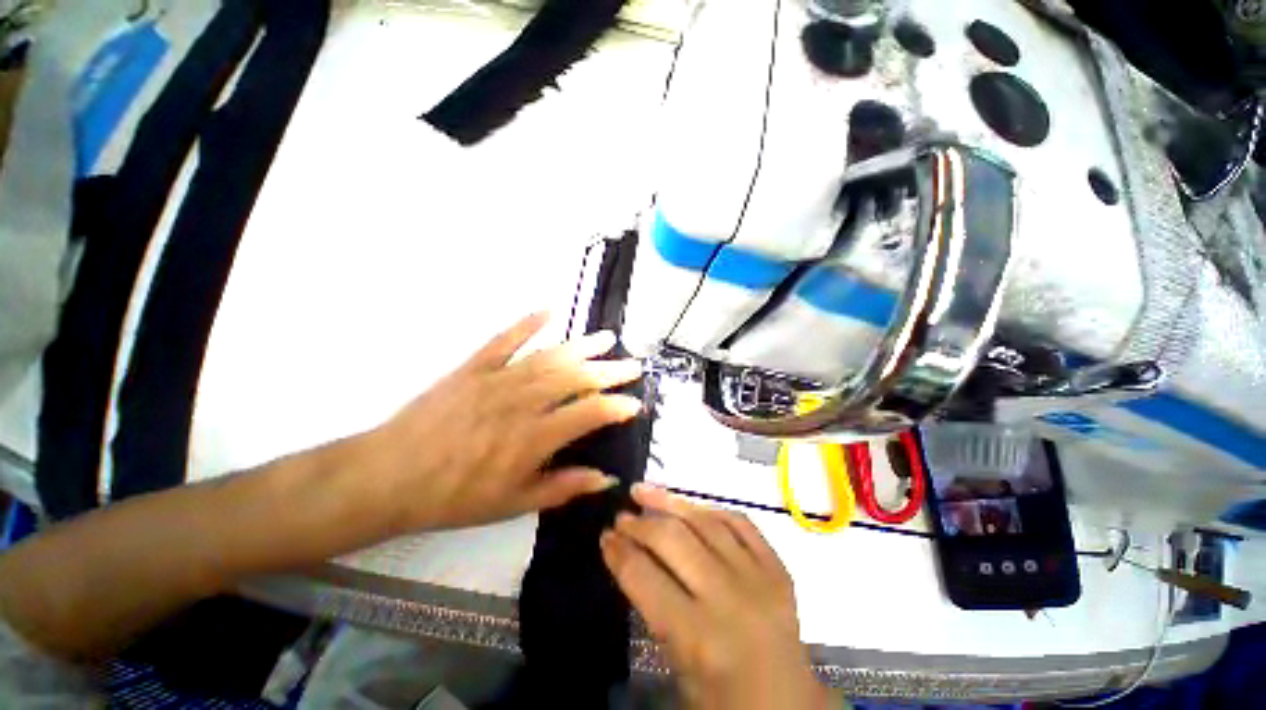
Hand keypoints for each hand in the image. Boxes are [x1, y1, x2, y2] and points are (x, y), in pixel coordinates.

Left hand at [358, 312, 644, 532]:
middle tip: (633, 363)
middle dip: (610, 371)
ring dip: (582, 346)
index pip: (590, 413)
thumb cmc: (454, 496)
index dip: (617, 406)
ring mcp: (497, 379)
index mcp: (534, 437)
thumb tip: (605, 478)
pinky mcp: (473, 367)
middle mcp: (523, 402)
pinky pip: (504, 340)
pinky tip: (548, 311)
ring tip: (607, 337)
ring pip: (550, 356)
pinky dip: (526, 323)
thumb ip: (563, 487)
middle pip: (576, 378)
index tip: (635, 403)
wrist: (389, 476)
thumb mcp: (513, 503)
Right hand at [601, 485, 836, 709]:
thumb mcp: (679, 665)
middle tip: (621, 517)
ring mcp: (758, 576)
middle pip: (674, 540)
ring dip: (670, 502)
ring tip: (645, 491)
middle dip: (640, 524)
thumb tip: (629, 555)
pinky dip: (711, 510)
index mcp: (700, 637)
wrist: (790, 706)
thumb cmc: (724, 699)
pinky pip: (740, 522)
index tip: (605, 536)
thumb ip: (654, 606)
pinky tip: (691, 505)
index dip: (620, 552)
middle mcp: (729, 597)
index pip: (646, 578)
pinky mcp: (777, 566)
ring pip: (705, 521)